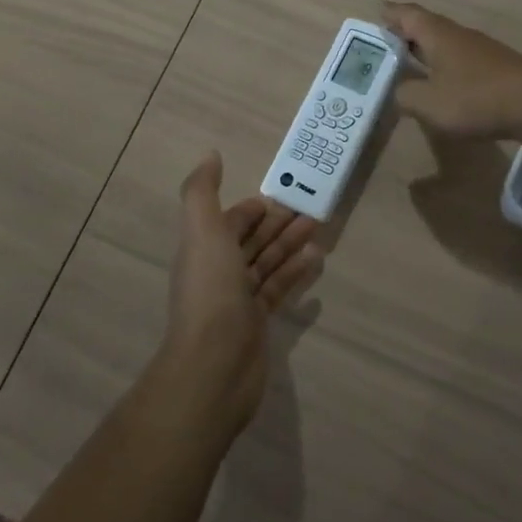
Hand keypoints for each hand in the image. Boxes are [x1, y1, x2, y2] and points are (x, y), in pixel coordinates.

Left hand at [159, 152, 322, 431]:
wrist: (214, 366)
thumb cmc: (211, 291)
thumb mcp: (203, 231)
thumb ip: (203, 191)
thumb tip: (209, 155)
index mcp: (204, 248)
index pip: (230, 221)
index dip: (253, 208)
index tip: (282, 196)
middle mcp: (219, 271)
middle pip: (252, 241)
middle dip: (278, 224)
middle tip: (311, 209)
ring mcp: (238, 299)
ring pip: (267, 264)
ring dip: (290, 245)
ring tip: (318, 230)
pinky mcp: (256, 323)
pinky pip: (278, 290)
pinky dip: (295, 274)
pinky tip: (316, 263)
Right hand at [384, 1, 521, 140]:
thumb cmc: (476, 98)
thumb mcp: (429, 103)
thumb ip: (406, 95)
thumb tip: (398, 90)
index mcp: (438, 35)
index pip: (408, 15)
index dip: (392, 14)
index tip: (378, 11)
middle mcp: (458, 36)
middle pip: (428, 27)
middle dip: (407, 32)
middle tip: (387, 39)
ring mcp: (480, 51)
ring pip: (446, 44)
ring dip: (427, 50)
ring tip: (409, 61)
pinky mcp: (496, 69)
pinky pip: (461, 61)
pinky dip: (445, 66)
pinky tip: (442, 82)